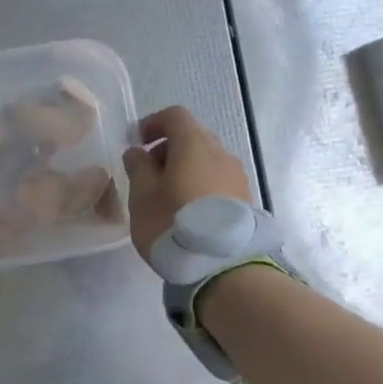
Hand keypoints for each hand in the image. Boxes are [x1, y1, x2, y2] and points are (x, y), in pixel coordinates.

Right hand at [122, 106, 252, 263]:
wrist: (224, 267)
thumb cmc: (173, 223)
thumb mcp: (142, 196)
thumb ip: (137, 167)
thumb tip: (138, 151)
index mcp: (194, 144)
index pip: (175, 116)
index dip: (152, 123)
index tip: (136, 143)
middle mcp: (221, 153)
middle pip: (193, 137)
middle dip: (168, 148)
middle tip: (149, 174)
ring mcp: (237, 177)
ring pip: (207, 160)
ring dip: (185, 169)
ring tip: (168, 198)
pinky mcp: (245, 200)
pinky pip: (218, 181)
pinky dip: (200, 185)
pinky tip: (188, 213)